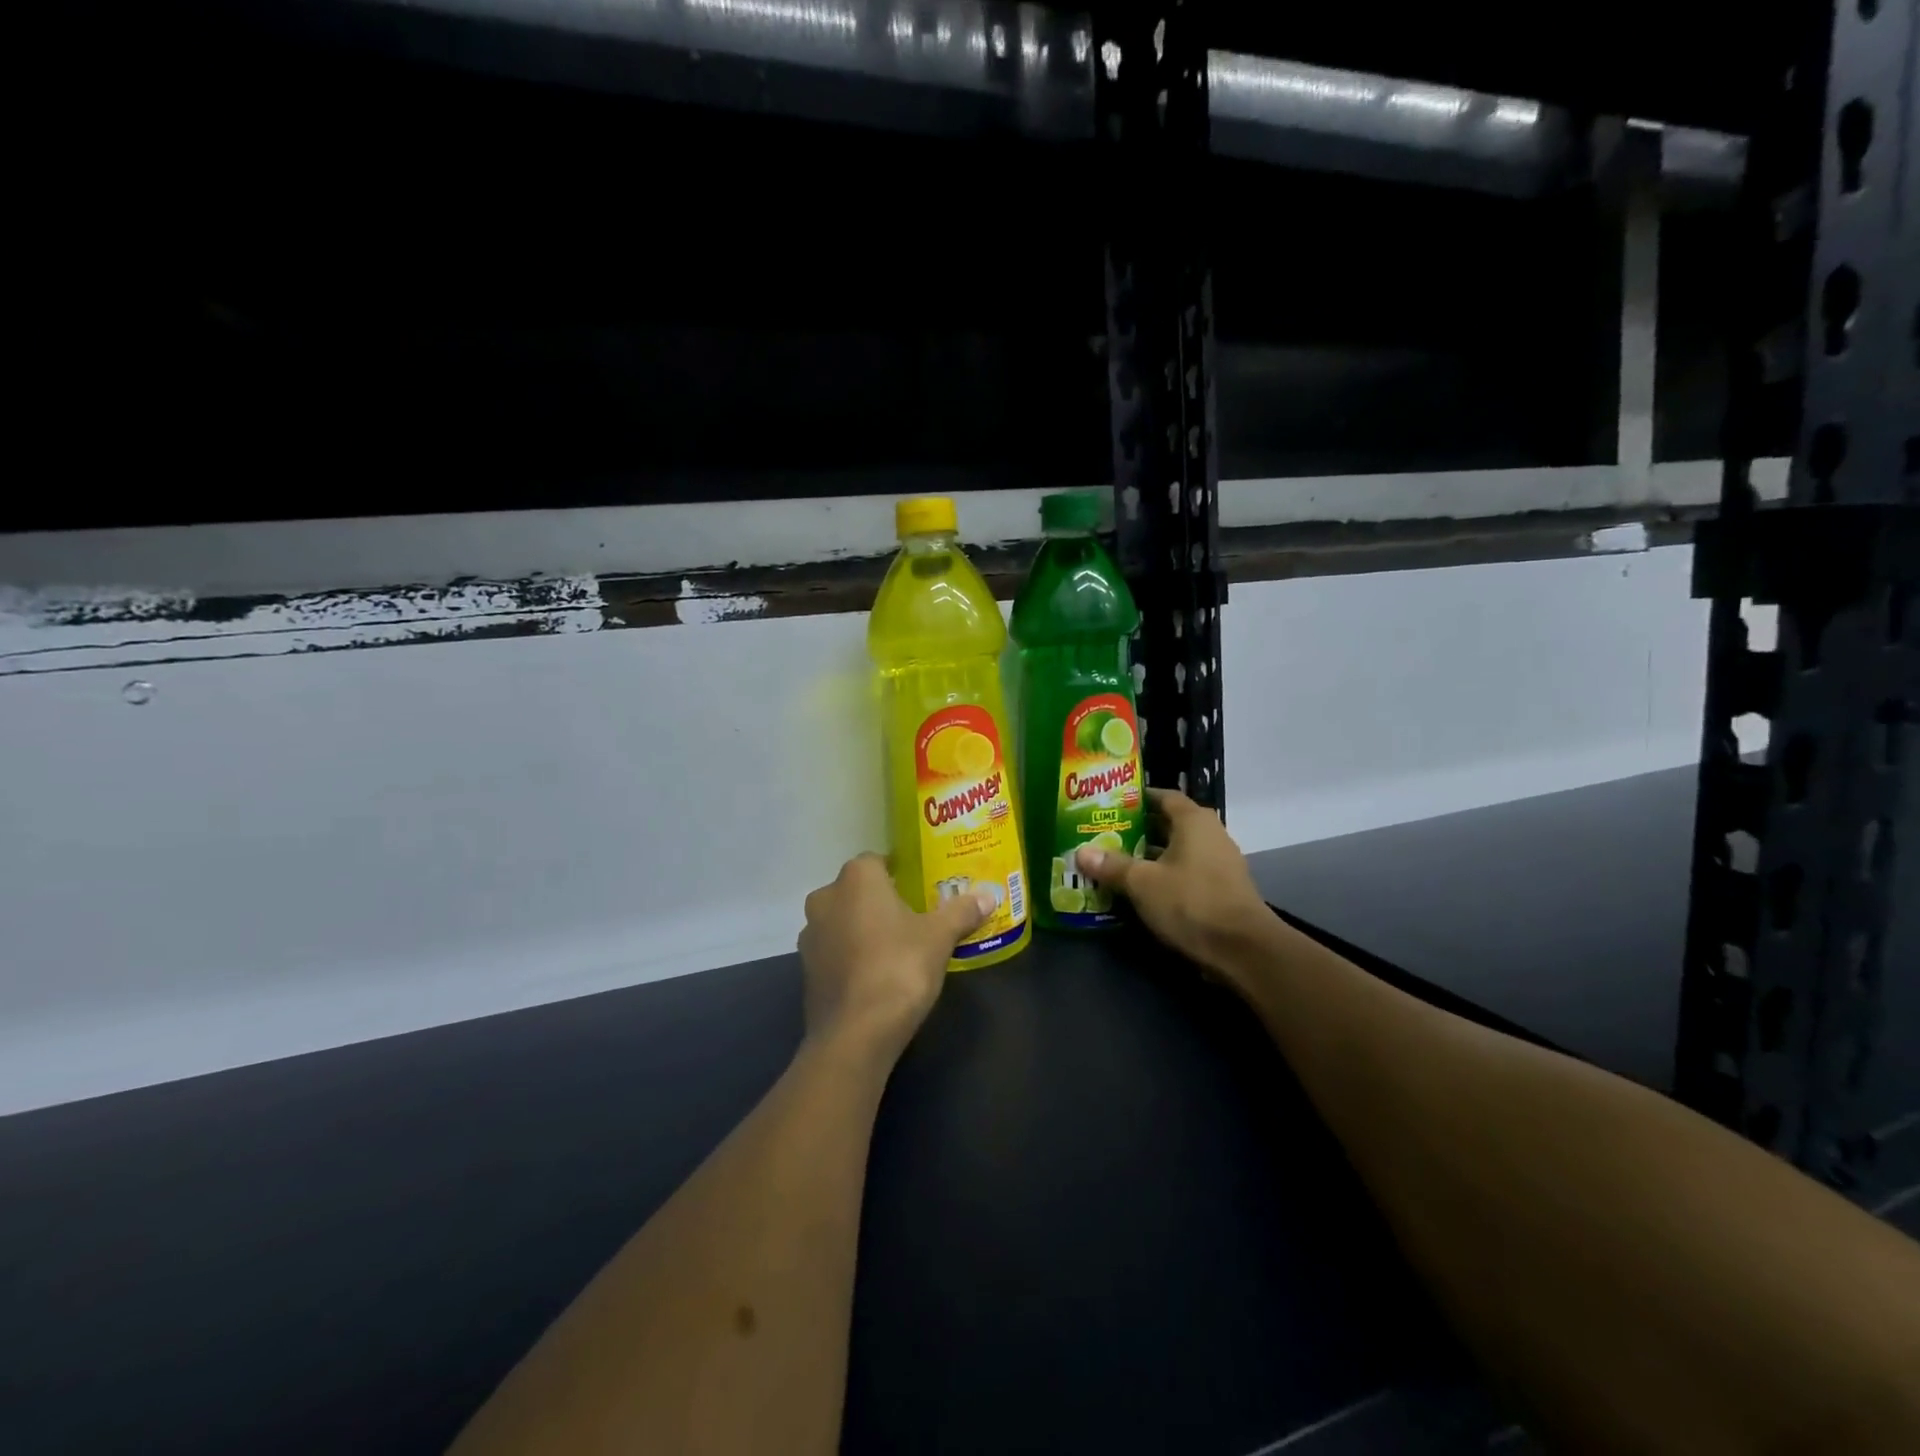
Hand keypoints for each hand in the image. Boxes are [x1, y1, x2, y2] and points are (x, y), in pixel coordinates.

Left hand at [798, 854, 994, 1057]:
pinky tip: (874, 974)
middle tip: (912, 917)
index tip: (920, 888)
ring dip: (862, 928)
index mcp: (857, 879)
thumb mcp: (940, 938)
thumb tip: (989, 895)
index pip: (877, 860)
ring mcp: (811, 935)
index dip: (899, 872)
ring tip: (895, 947)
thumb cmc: (899, 969)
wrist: (855, 1034)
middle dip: (880, 901)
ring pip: (842, 920)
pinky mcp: (806, 969)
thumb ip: (962, 911)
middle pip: (857, 890)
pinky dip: (850, 955)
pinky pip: (833, 950)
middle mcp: (826, 898)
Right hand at [1074, 789, 1272, 980]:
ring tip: (1115, 861)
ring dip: (1149, 856)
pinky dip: (1164, 876)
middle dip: (1137, 829)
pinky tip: (1140, 889)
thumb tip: (1080, 853)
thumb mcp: (1143, 883)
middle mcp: (1210, 834)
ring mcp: (1219, 863)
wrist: (1243, 950)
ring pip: (1177, 851)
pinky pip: (1186, 872)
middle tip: (1104, 834)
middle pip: (1169, 824)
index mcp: (1193, 821)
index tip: (1109, 804)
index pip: (1163, 796)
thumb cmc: (1191, 902)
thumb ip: (1112, 866)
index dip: (1137, 798)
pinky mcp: (1221, 889)